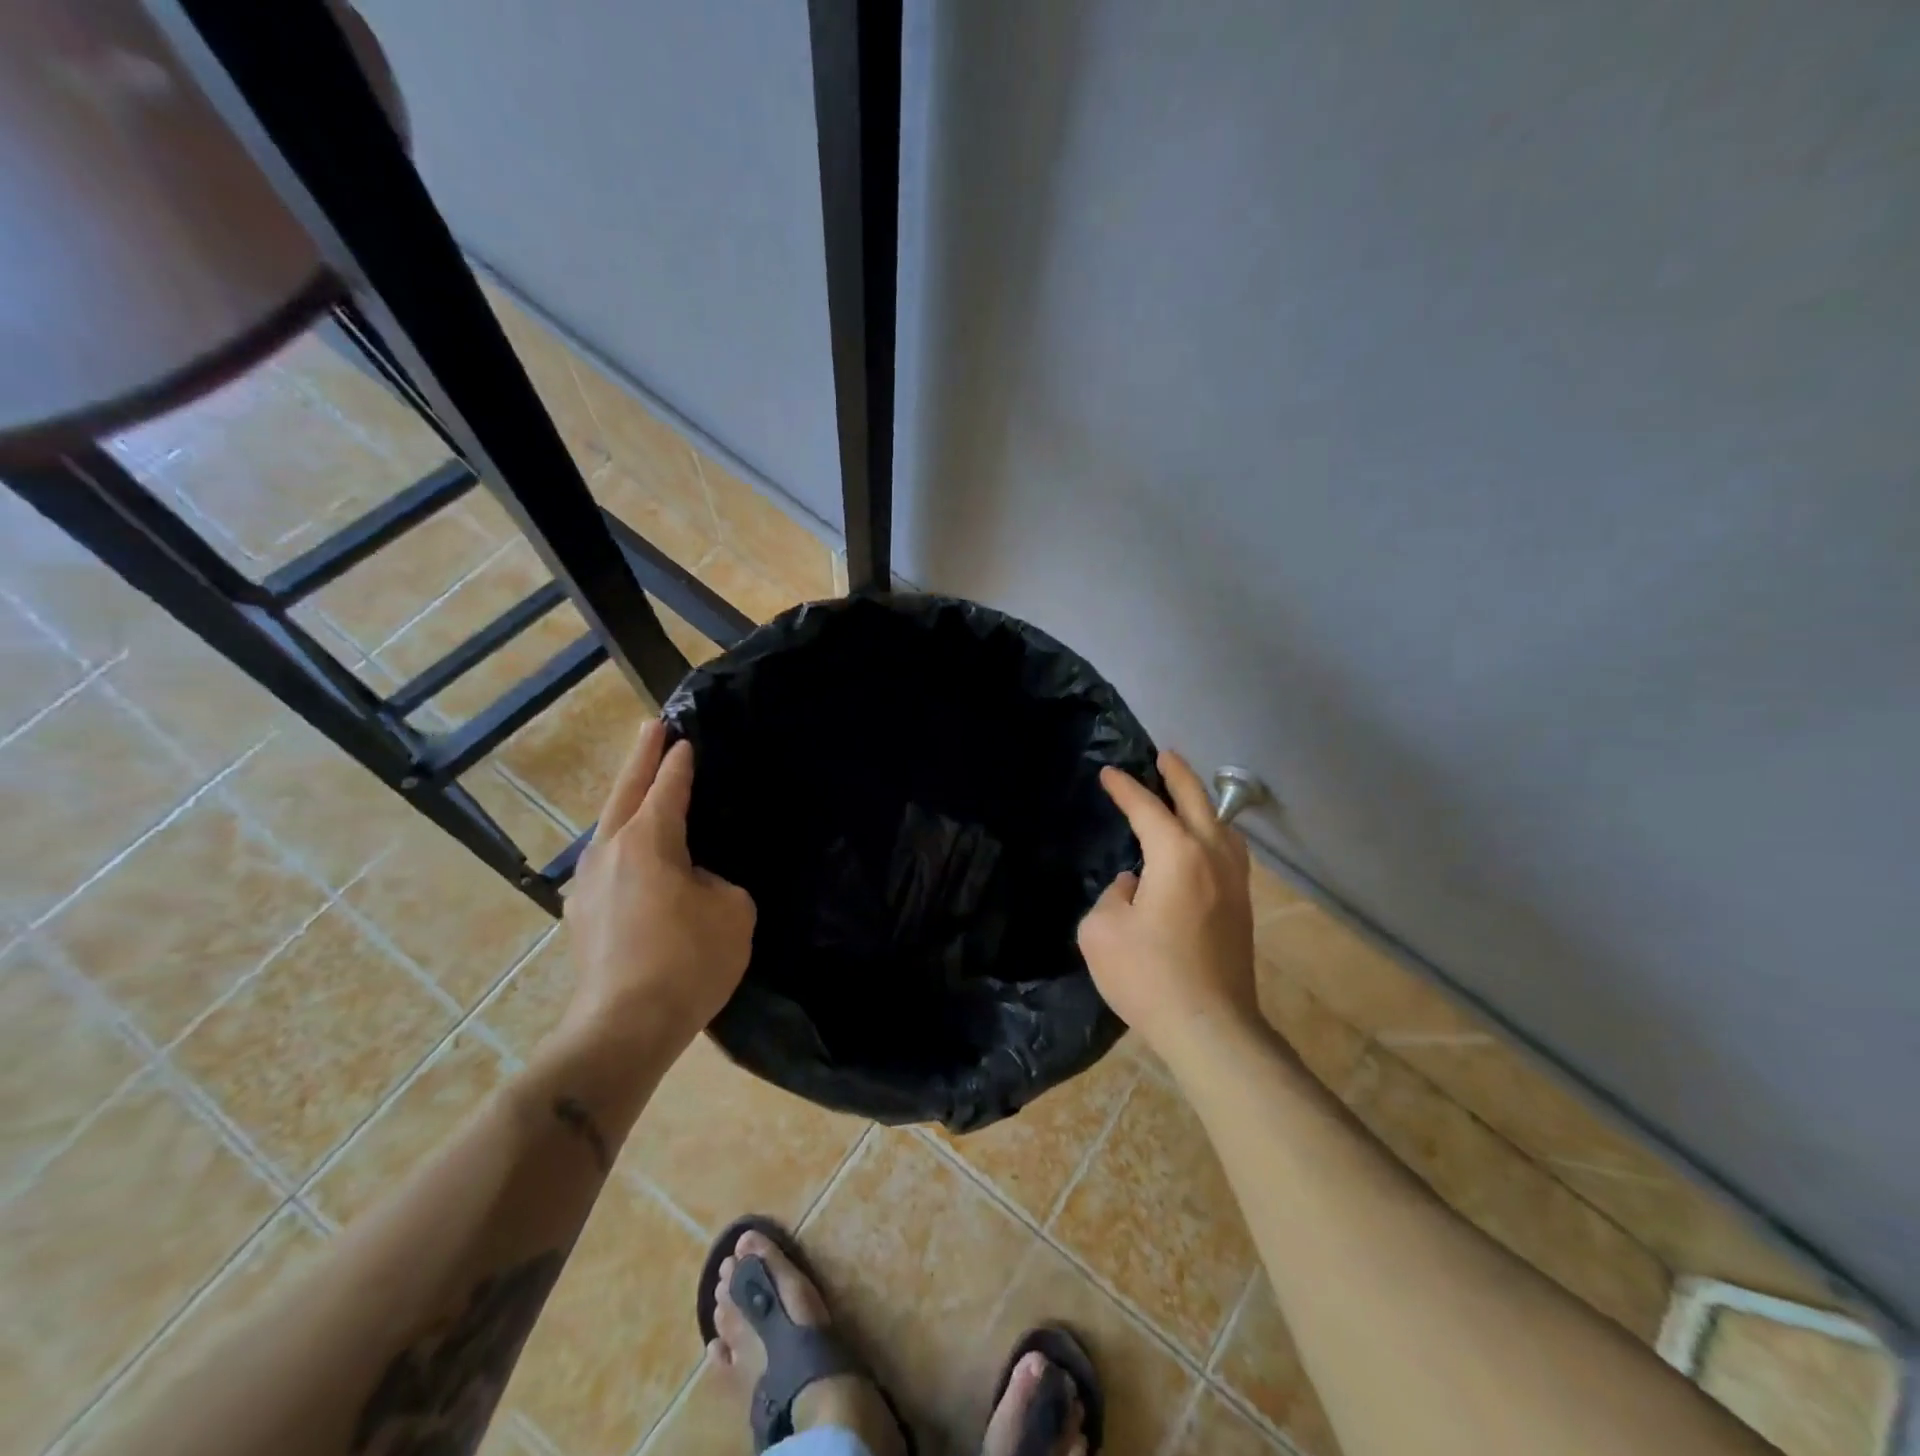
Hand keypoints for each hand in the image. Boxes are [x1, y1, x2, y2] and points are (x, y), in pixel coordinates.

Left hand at [557, 720, 755, 1056]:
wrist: (624, 1027)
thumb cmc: (688, 961)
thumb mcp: (733, 911)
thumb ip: (718, 882)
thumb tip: (696, 883)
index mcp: (648, 840)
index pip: (668, 786)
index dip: (680, 760)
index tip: (685, 736)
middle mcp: (610, 851)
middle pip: (624, 792)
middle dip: (641, 757)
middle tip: (652, 728)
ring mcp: (587, 884)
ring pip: (608, 828)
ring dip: (626, 802)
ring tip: (642, 790)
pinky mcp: (580, 916)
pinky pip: (605, 863)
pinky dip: (621, 845)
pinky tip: (632, 857)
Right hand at [1077, 751, 1258, 1058]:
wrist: (1210, 1027)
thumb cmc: (1148, 975)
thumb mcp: (1102, 931)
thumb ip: (1114, 895)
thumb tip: (1134, 886)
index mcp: (1177, 855)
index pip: (1147, 808)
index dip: (1125, 788)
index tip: (1109, 773)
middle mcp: (1212, 858)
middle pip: (1198, 802)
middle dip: (1178, 775)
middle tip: (1164, 755)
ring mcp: (1234, 883)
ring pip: (1222, 827)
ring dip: (1203, 804)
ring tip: (1187, 796)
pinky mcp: (1242, 908)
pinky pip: (1230, 853)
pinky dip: (1214, 833)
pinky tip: (1204, 846)